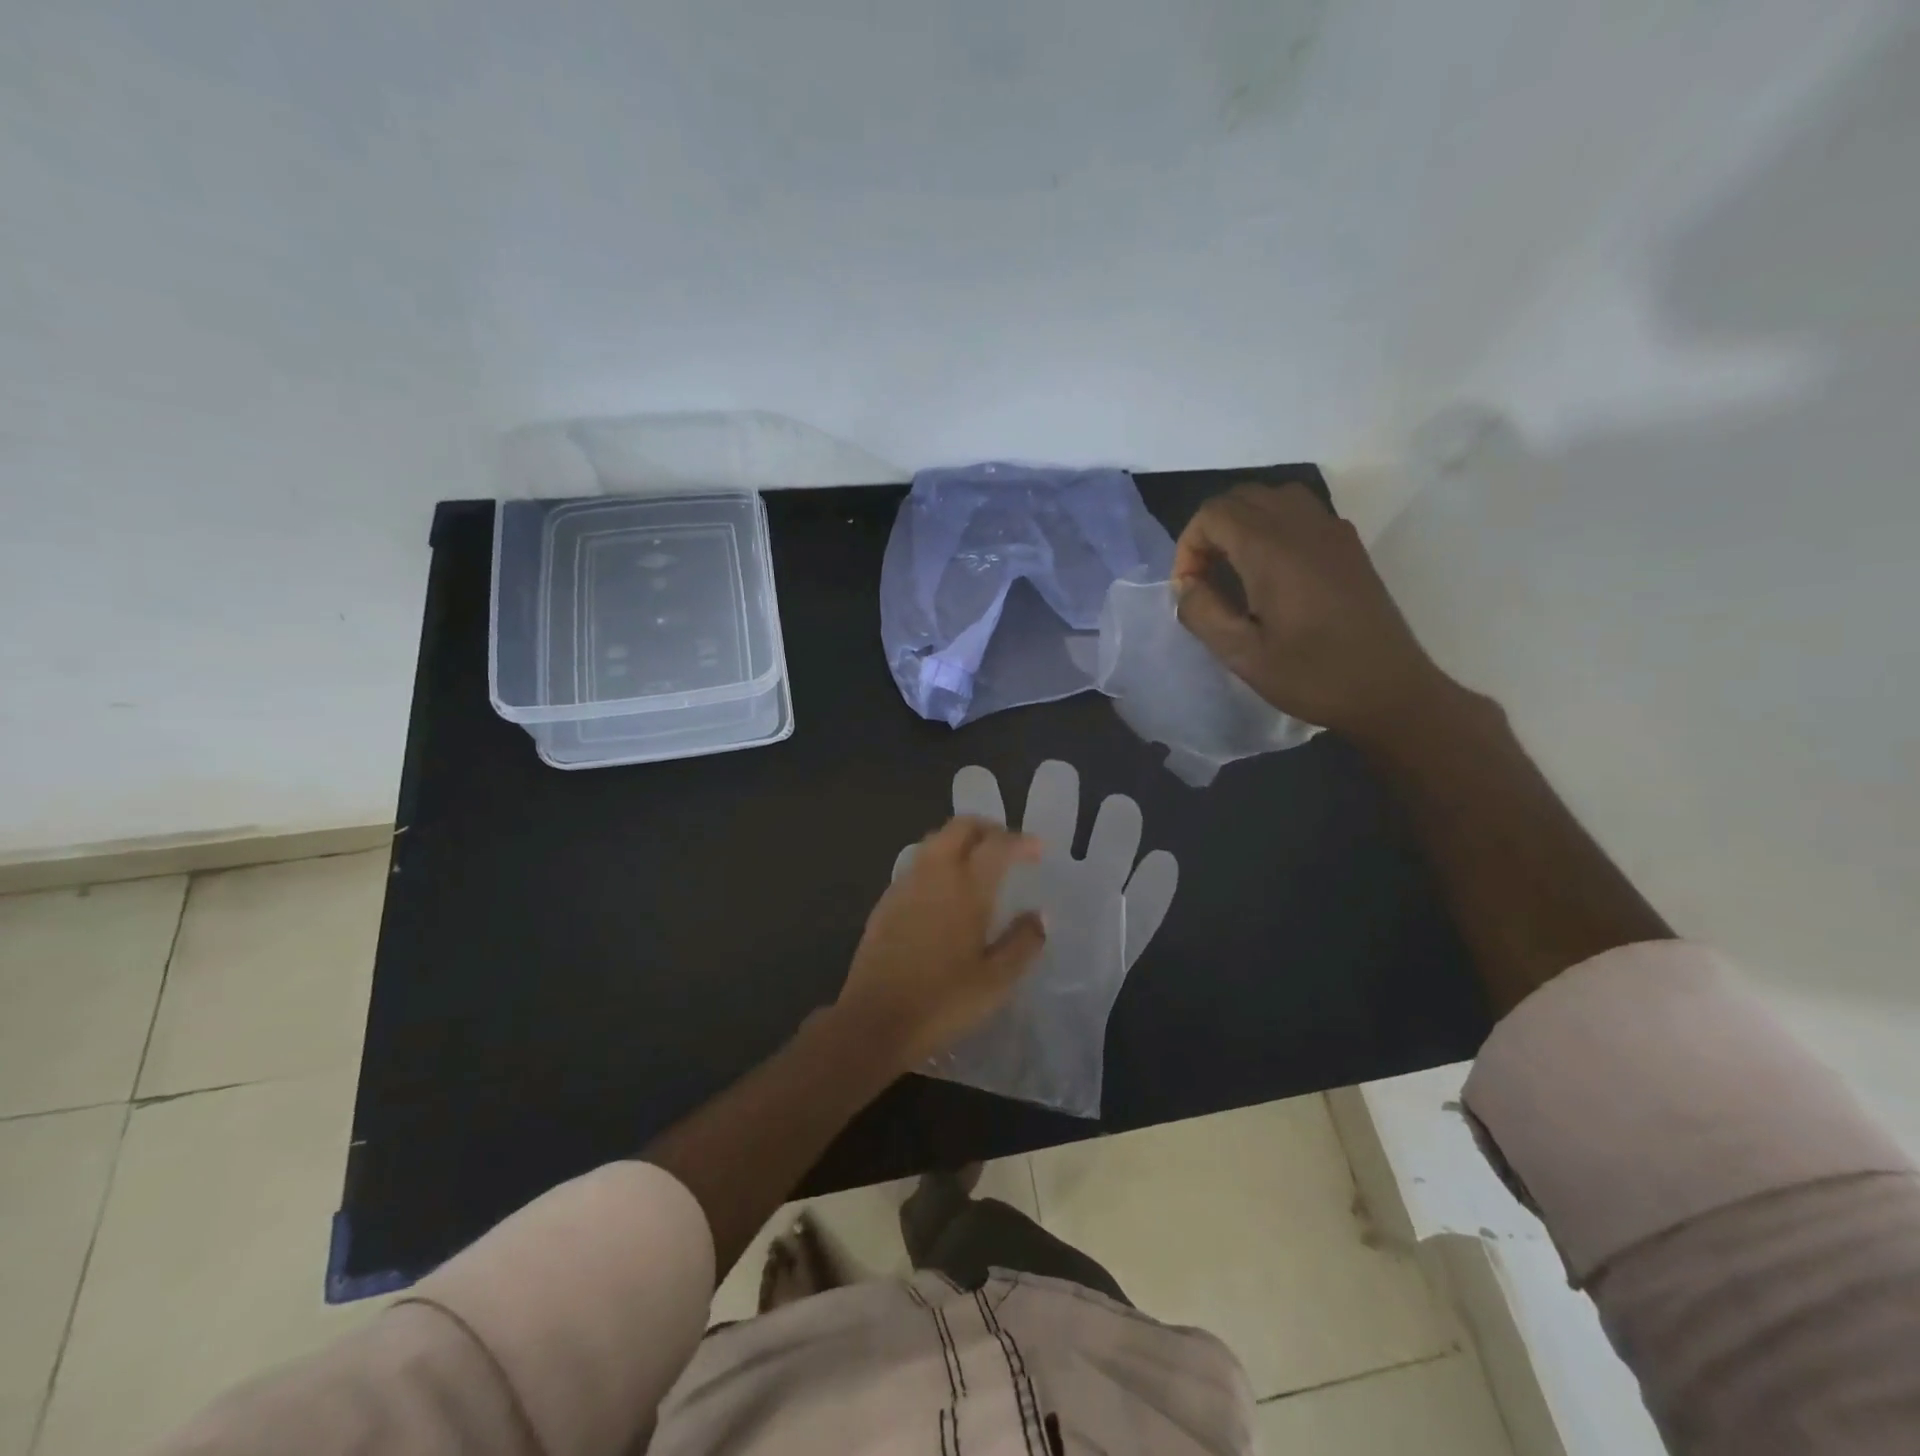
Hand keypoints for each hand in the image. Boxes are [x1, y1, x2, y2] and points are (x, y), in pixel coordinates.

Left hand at [892, 761, 1178, 1117]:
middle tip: (1007, 847)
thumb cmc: (943, 1001)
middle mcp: (934, 874)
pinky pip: (918, 864)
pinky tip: (946, 891)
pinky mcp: (886, 901)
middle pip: (960, 827)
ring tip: (979, 864)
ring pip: (935, 841)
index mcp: (966, 887)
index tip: (1039, 850)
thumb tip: (1039, 916)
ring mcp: (905, 885)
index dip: (1022, 841)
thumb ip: (1023, 942)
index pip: (998, 845)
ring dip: (960, 841)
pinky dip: (939, 862)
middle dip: (987, 828)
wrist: (874, 1021)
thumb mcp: (996, 981)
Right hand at [1172, 483, 1452, 741]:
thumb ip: (1203, 612)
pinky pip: (1302, 511)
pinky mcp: (1349, 545)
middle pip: (1241, 497)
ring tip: (1235, 568)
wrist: (1390, 691)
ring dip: (1242, 523)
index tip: (1190, 588)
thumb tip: (1185, 585)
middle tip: (1206, 578)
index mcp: (1272, 550)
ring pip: (1273, 497)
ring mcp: (1332, 531)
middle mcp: (1303, 526)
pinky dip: (1273, 525)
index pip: (1213, 514)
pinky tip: (1273, 570)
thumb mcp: (1243, 655)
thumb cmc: (1313, 676)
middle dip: (1211, 531)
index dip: (1189, 546)